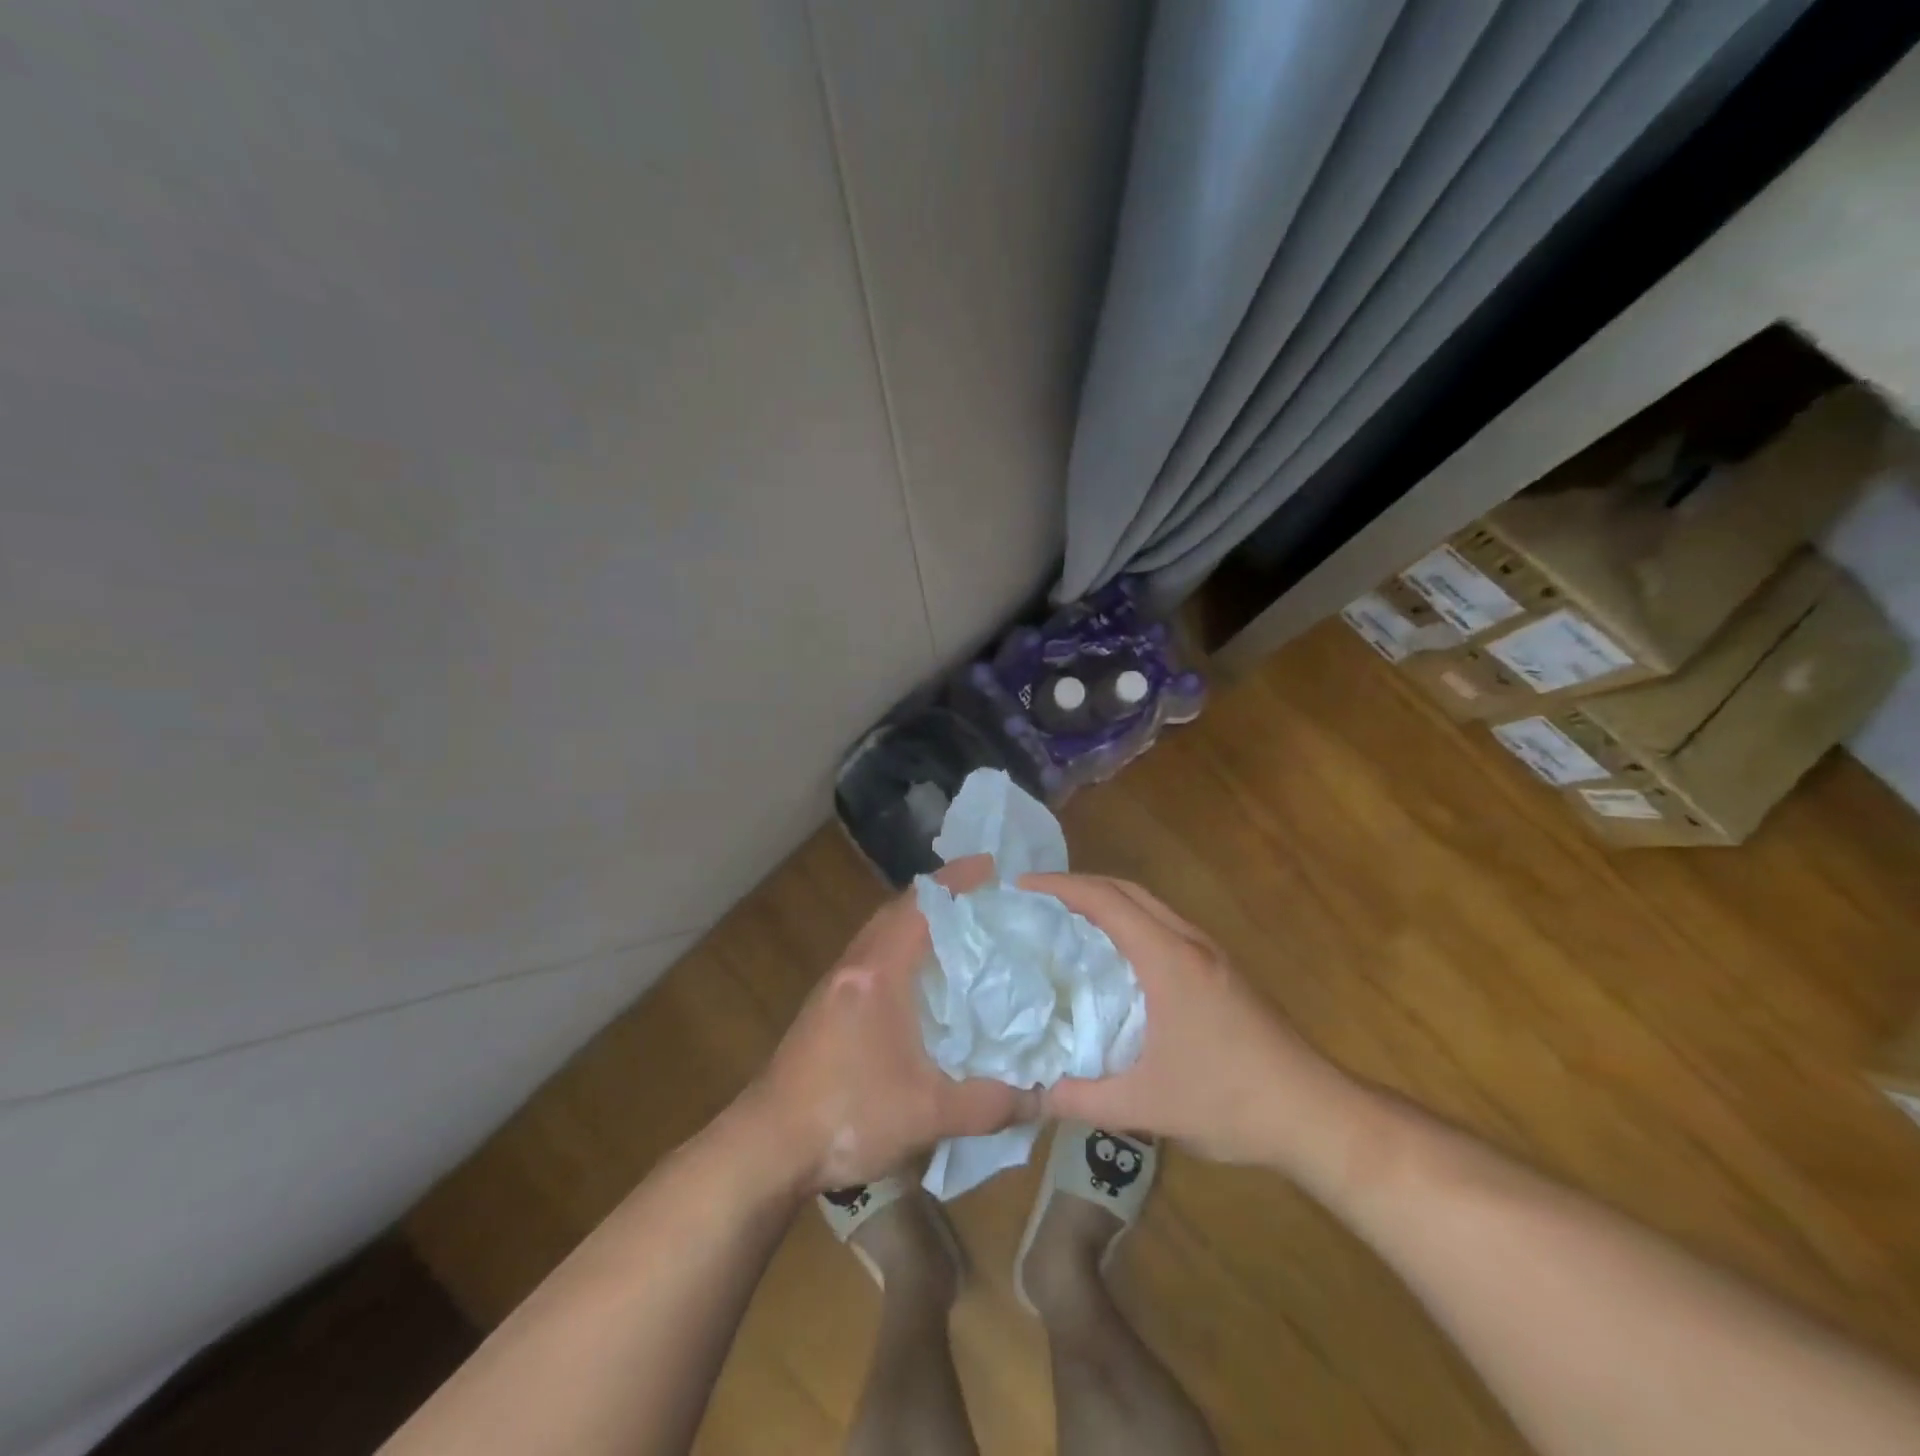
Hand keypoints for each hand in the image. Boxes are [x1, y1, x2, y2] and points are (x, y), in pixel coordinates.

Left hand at [746, 856, 1035, 1191]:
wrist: (767, 1147)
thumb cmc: (848, 1116)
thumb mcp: (928, 1114)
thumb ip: (990, 1104)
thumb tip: (1043, 1097)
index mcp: (878, 973)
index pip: (920, 907)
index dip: (956, 881)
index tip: (991, 866)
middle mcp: (854, 966)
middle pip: (898, 910)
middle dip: (939, 896)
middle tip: (983, 896)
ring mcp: (835, 985)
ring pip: (881, 932)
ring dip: (916, 921)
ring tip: (959, 930)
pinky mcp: (826, 1006)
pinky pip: (871, 956)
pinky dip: (900, 948)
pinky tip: (921, 979)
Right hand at [1021, 872, 1348, 1167]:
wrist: (1314, 1113)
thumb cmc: (1229, 1102)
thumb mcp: (1145, 1107)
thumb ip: (1081, 1099)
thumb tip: (1029, 1093)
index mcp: (1168, 960)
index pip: (1106, 901)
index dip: (1060, 887)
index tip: (1021, 888)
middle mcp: (1189, 943)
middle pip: (1127, 891)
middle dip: (1079, 886)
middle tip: (1037, 902)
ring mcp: (1210, 954)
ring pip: (1149, 906)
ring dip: (1107, 902)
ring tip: (1066, 922)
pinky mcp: (1221, 970)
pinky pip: (1163, 926)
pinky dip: (1129, 922)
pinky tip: (1114, 957)